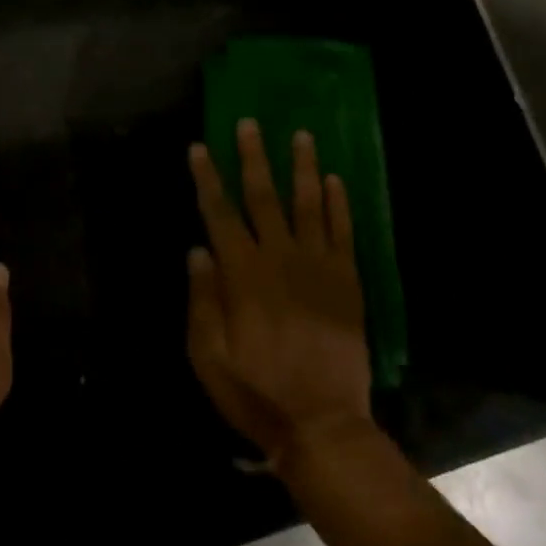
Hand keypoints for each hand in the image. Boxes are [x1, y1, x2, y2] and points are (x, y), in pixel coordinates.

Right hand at [187, 119, 374, 474]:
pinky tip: (334, 180)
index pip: (219, 213)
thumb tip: (197, 249)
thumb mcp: (208, 356)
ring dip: (301, 167)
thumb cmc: (255, 391)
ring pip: (307, 203)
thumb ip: (202, 299)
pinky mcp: (347, 279)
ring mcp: (318, 265)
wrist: (321, 422)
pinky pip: (342, 231)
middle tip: (249, 123)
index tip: (200, 148)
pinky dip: (338, 203)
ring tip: (300, 135)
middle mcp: (280, 257)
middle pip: (263, 196)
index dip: (208, 179)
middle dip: (253, 157)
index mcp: (242, 274)